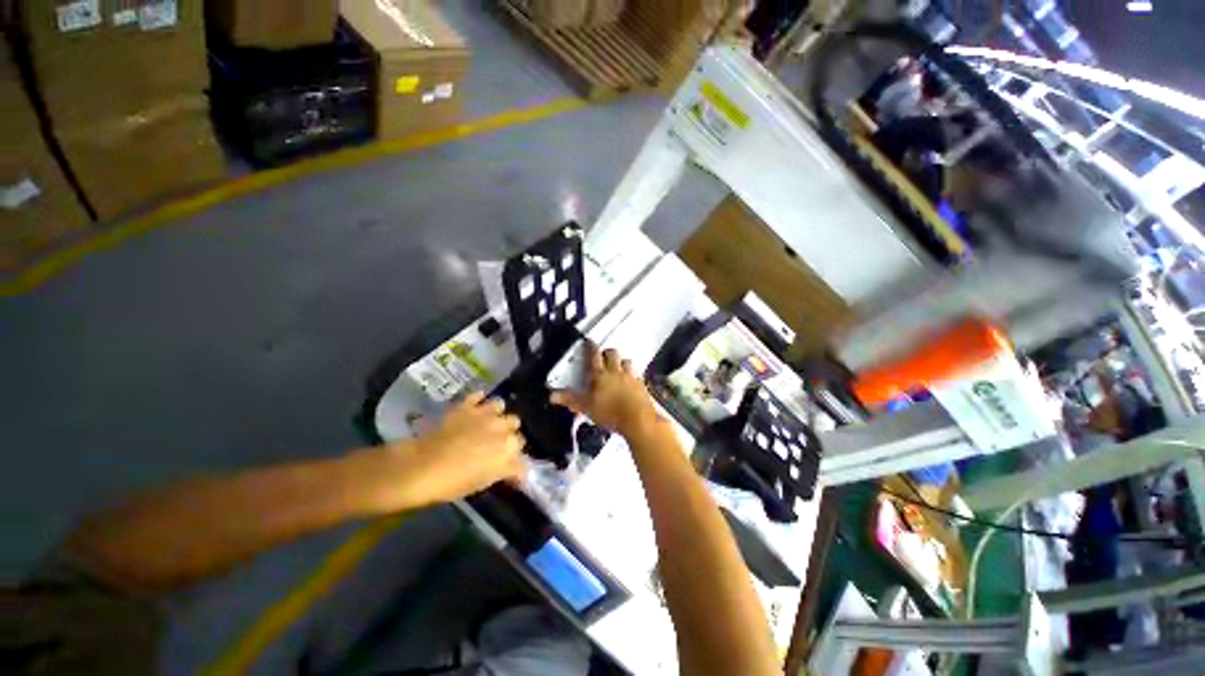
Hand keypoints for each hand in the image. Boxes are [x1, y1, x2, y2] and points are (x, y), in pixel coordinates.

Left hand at [361, 393, 525, 511]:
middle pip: (515, 424)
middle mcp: (502, 426)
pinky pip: (478, 395)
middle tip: (495, 443)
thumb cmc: (453, 482)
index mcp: (509, 448)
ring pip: (500, 405)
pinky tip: (475, 407)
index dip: (514, 458)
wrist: (422, 466)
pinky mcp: (467, 405)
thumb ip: (503, 470)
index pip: (520, 450)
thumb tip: (516, 468)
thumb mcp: (484, 482)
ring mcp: (485, 413)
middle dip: (508, 432)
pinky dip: (478, 400)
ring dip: (496, 413)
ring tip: (487, 422)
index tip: (507, 465)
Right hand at [552, 343, 658, 438]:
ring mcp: (630, 377)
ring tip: (618, 366)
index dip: (590, 347)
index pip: (594, 355)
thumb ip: (570, 399)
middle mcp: (616, 371)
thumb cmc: (610, 412)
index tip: (589, 342)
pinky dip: (632, 374)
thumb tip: (552, 395)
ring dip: (621, 361)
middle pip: (612, 354)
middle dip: (607, 352)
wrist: (637, 419)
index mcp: (600, 374)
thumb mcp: (586, 407)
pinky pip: (637, 374)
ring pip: (626, 361)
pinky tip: (631, 380)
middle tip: (603, 355)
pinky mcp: (642, 385)